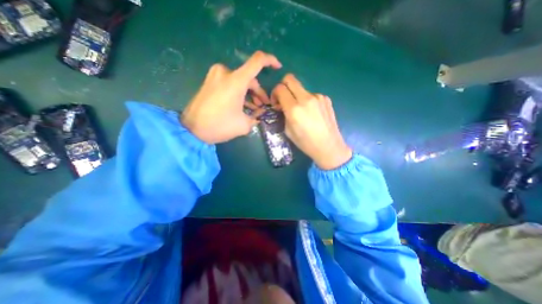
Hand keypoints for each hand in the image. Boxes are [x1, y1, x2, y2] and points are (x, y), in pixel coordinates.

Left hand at [183, 50, 284, 143]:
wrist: (192, 129)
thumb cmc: (219, 126)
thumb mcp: (244, 125)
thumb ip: (256, 117)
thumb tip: (261, 113)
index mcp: (236, 80)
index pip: (257, 61)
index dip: (270, 61)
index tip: (278, 68)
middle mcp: (225, 72)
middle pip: (250, 78)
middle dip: (259, 93)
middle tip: (263, 106)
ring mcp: (216, 76)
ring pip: (240, 82)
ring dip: (249, 94)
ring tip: (254, 109)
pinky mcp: (210, 82)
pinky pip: (230, 84)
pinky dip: (239, 93)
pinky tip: (243, 105)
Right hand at [271, 73, 351, 169]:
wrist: (329, 147)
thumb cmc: (306, 143)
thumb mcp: (288, 131)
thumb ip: (284, 114)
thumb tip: (282, 106)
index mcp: (294, 109)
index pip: (280, 88)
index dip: (274, 93)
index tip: (276, 103)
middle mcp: (306, 98)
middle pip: (290, 78)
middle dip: (283, 85)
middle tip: (284, 99)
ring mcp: (318, 97)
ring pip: (301, 88)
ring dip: (296, 96)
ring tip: (301, 111)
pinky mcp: (326, 99)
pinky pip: (311, 95)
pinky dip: (307, 101)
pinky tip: (311, 113)